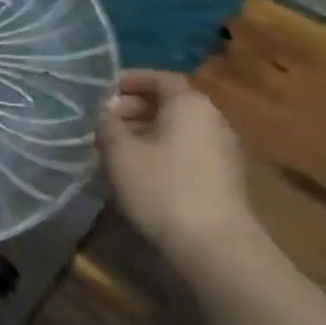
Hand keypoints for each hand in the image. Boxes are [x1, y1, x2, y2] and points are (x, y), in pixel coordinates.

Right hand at [97, 71, 252, 257]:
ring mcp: (222, 150)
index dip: (130, 80)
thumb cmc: (162, 188)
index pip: (160, 78)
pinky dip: (161, 151)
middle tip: (102, 121)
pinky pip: (186, 151)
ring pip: (177, 129)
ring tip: (114, 148)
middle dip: (134, 108)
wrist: (214, 246)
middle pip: (170, 103)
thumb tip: (104, 111)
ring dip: (145, 132)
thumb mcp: (120, 153)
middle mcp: (212, 119)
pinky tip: (138, 171)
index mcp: (189, 104)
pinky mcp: (223, 179)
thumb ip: (108, 125)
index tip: (102, 91)